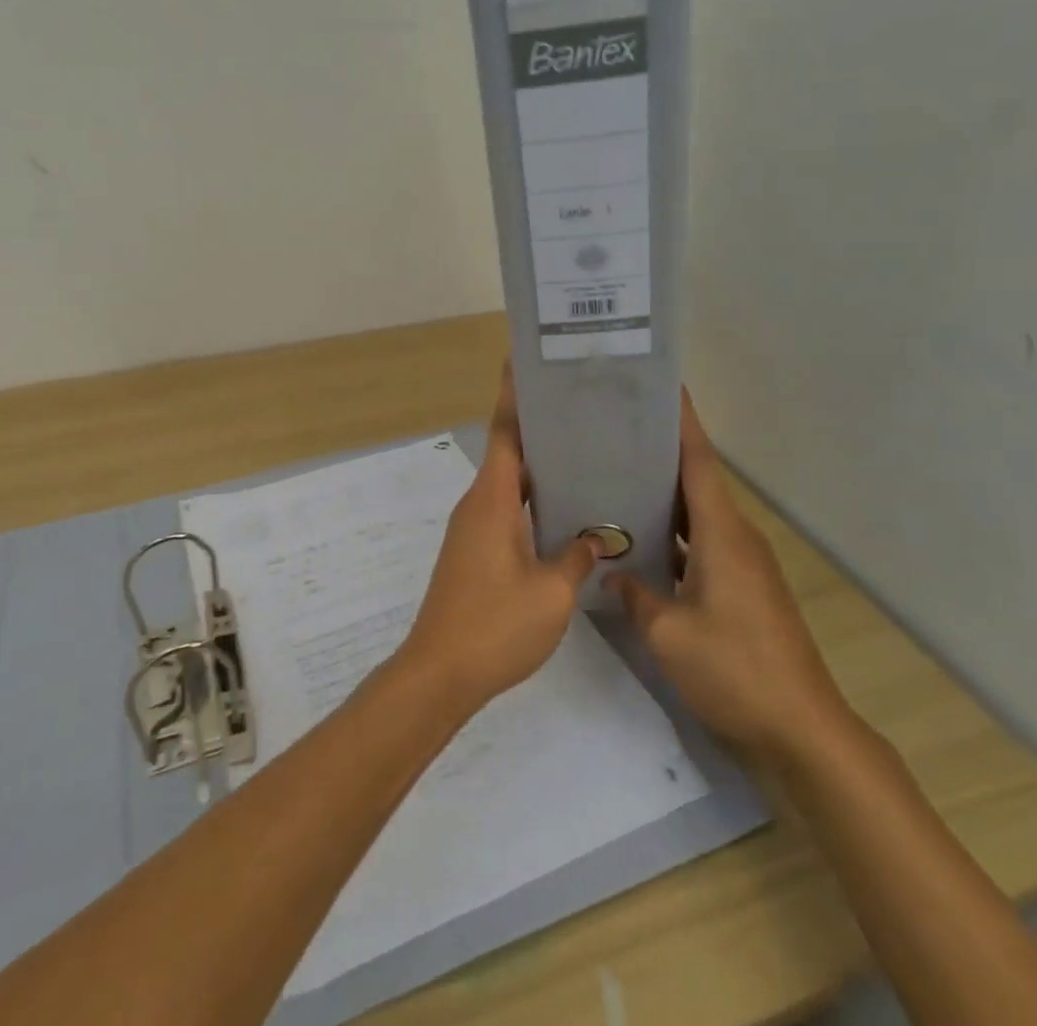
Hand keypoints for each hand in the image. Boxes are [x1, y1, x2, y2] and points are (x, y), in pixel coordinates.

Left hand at [397, 362, 598, 713]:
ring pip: (509, 484)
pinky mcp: (475, 552)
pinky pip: (506, 510)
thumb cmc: (494, 626)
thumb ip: (576, 556)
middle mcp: (478, 504)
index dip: (513, 396)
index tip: (525, 362)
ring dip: (538, 468)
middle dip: (539, 428)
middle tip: (581, 409)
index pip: (503, 432)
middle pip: (508, 452)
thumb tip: (596, 535)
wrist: (440, 674)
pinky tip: (564, 512)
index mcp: (491, 500)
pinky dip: (532, 500)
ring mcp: (473, 529)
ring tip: (583, 453)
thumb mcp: (551, 592)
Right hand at [607, 391, 853, 772]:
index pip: (699, 461)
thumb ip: (634, 594)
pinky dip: (673, 536)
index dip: (682, 422)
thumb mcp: (668, 634)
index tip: (663, 386)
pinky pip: (701, 545)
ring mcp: (742, 566)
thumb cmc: (735, 670)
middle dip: (660, 453)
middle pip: (696, 481)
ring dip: (664, 497)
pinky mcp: (742, 591)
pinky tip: (641, 544)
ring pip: (697, 516)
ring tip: (618, 478)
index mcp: (722, 533)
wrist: (801, 732)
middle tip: (615, 432)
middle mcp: (736, 538)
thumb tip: (611, 571)